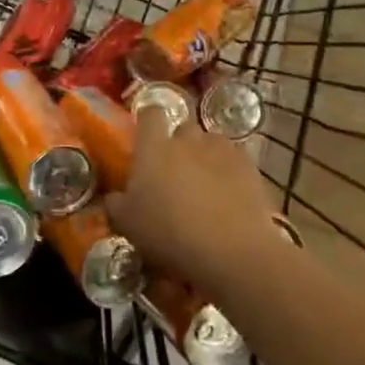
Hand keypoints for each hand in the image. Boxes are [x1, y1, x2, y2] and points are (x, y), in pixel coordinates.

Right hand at [106, 105, 288, 287]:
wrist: (231, 251)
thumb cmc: (169, 233)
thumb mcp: (127, 224)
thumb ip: (116, 203)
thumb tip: (113, 196)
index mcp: (154, 147)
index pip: (150, 113)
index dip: (148, 120)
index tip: (146, 136)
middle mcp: (187, 140)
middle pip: (183, 127)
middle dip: (180, 142)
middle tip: (175, 170)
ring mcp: (222, 151)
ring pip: (212, 142)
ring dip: (206, 155)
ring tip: (205, 182)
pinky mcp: (250, 168)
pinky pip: (236, 160)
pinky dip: (231, 171)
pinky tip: (230, 194)